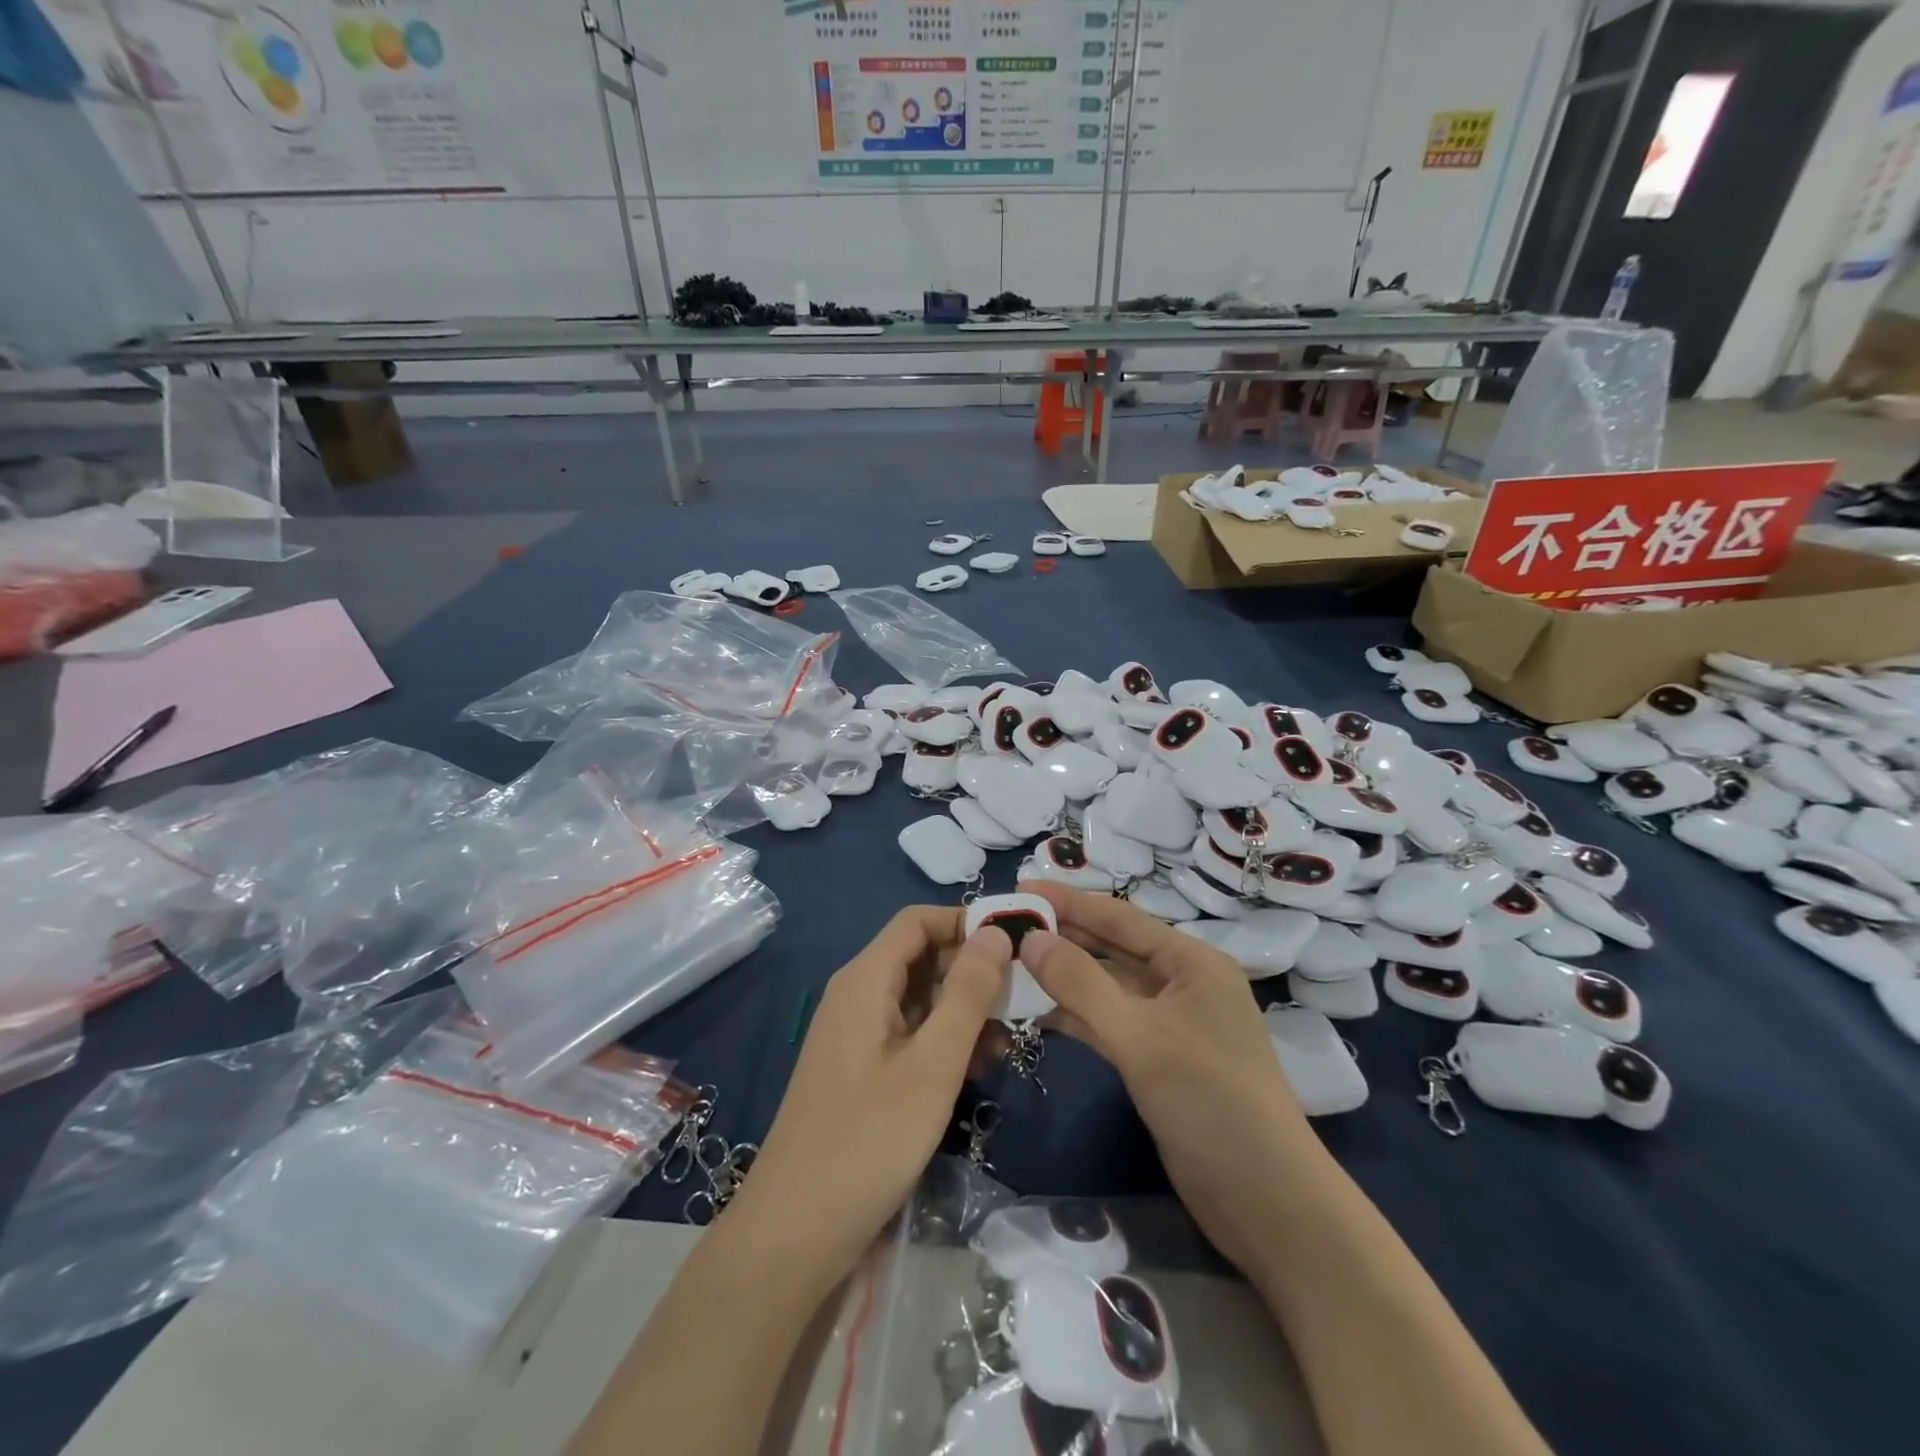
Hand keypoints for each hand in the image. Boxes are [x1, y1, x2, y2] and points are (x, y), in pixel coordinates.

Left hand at [729, 907, 1010, 1288]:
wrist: (794, 1233)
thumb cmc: (868, 1140)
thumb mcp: (933, 1064)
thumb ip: (968, 994)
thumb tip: (995, 933)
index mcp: (866, 979)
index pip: (919, 920)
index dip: (966, 922)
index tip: (1015, 946)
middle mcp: (857, 995)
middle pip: (921, 957)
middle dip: (971, 971)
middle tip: (1021, 1002)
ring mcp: (856, 1034)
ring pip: (919, 999)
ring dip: (963, 1012)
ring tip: (1004, 1046)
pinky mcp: (860, 1069)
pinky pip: (908, 1034)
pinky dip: (943, 1042)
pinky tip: (973, 1073)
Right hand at [1016, 882, 1323, 1274]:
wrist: (1268, 1202)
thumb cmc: (1210, 1102)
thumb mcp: (1140, 1037)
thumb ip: (1082, 984)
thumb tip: (1030, 938)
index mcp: (1191, 962)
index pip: (1119, 917)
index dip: (1068, 901)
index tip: (1019, 888)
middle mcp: (1182, 984)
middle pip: (1112, 949)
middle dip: (1062, 937)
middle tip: (1006, 926)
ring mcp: (1170, 1025)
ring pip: (1107, 988)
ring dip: (1064, 978)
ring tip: (1010, 965)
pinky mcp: (1159, 1062)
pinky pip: (1110, 1024)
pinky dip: (1076, 1017)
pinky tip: (1037, 1013)